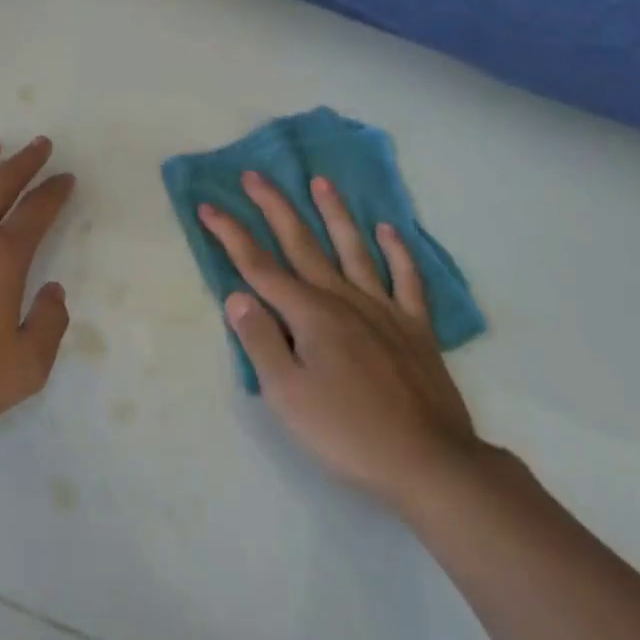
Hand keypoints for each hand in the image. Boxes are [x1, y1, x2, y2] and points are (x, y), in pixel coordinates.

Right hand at [200, 171, 482, 510]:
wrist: (431, 465)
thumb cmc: (348, 433)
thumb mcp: (287, 395)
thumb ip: (259, 341)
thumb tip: (237, 295)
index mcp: (309, 314)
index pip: (258, 266)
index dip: (231, 235)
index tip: (208, 206)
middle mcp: (343, 299)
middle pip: (301, 244)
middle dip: (274, 208)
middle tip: (255, 175)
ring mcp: (383, 310)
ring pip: (353, 249)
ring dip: (334, 213)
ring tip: (320, 182)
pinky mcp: (416, 328)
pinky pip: (406, 280)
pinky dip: (398, 252)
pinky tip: (389, 230)